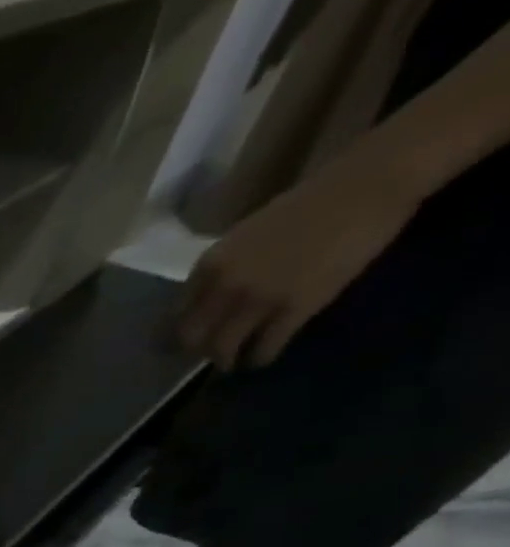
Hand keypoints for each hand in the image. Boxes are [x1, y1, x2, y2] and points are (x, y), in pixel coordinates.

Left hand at [179, 150, 420, 370]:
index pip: (178, 316)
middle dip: (200, 351)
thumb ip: (221, 271)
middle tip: (212, 354)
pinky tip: (262, 358)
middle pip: (193, 339)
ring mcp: (258, 299)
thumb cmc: (308, 206)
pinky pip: (264, 347)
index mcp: (208, 267)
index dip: (181, 334)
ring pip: (223, 349)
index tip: (188, 342)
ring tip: (234, 363)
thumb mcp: (243, 238)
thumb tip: (207, 303)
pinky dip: (260, 358)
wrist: (368, 184)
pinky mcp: (295, 307)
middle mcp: (223, 287)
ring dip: (227, 360)